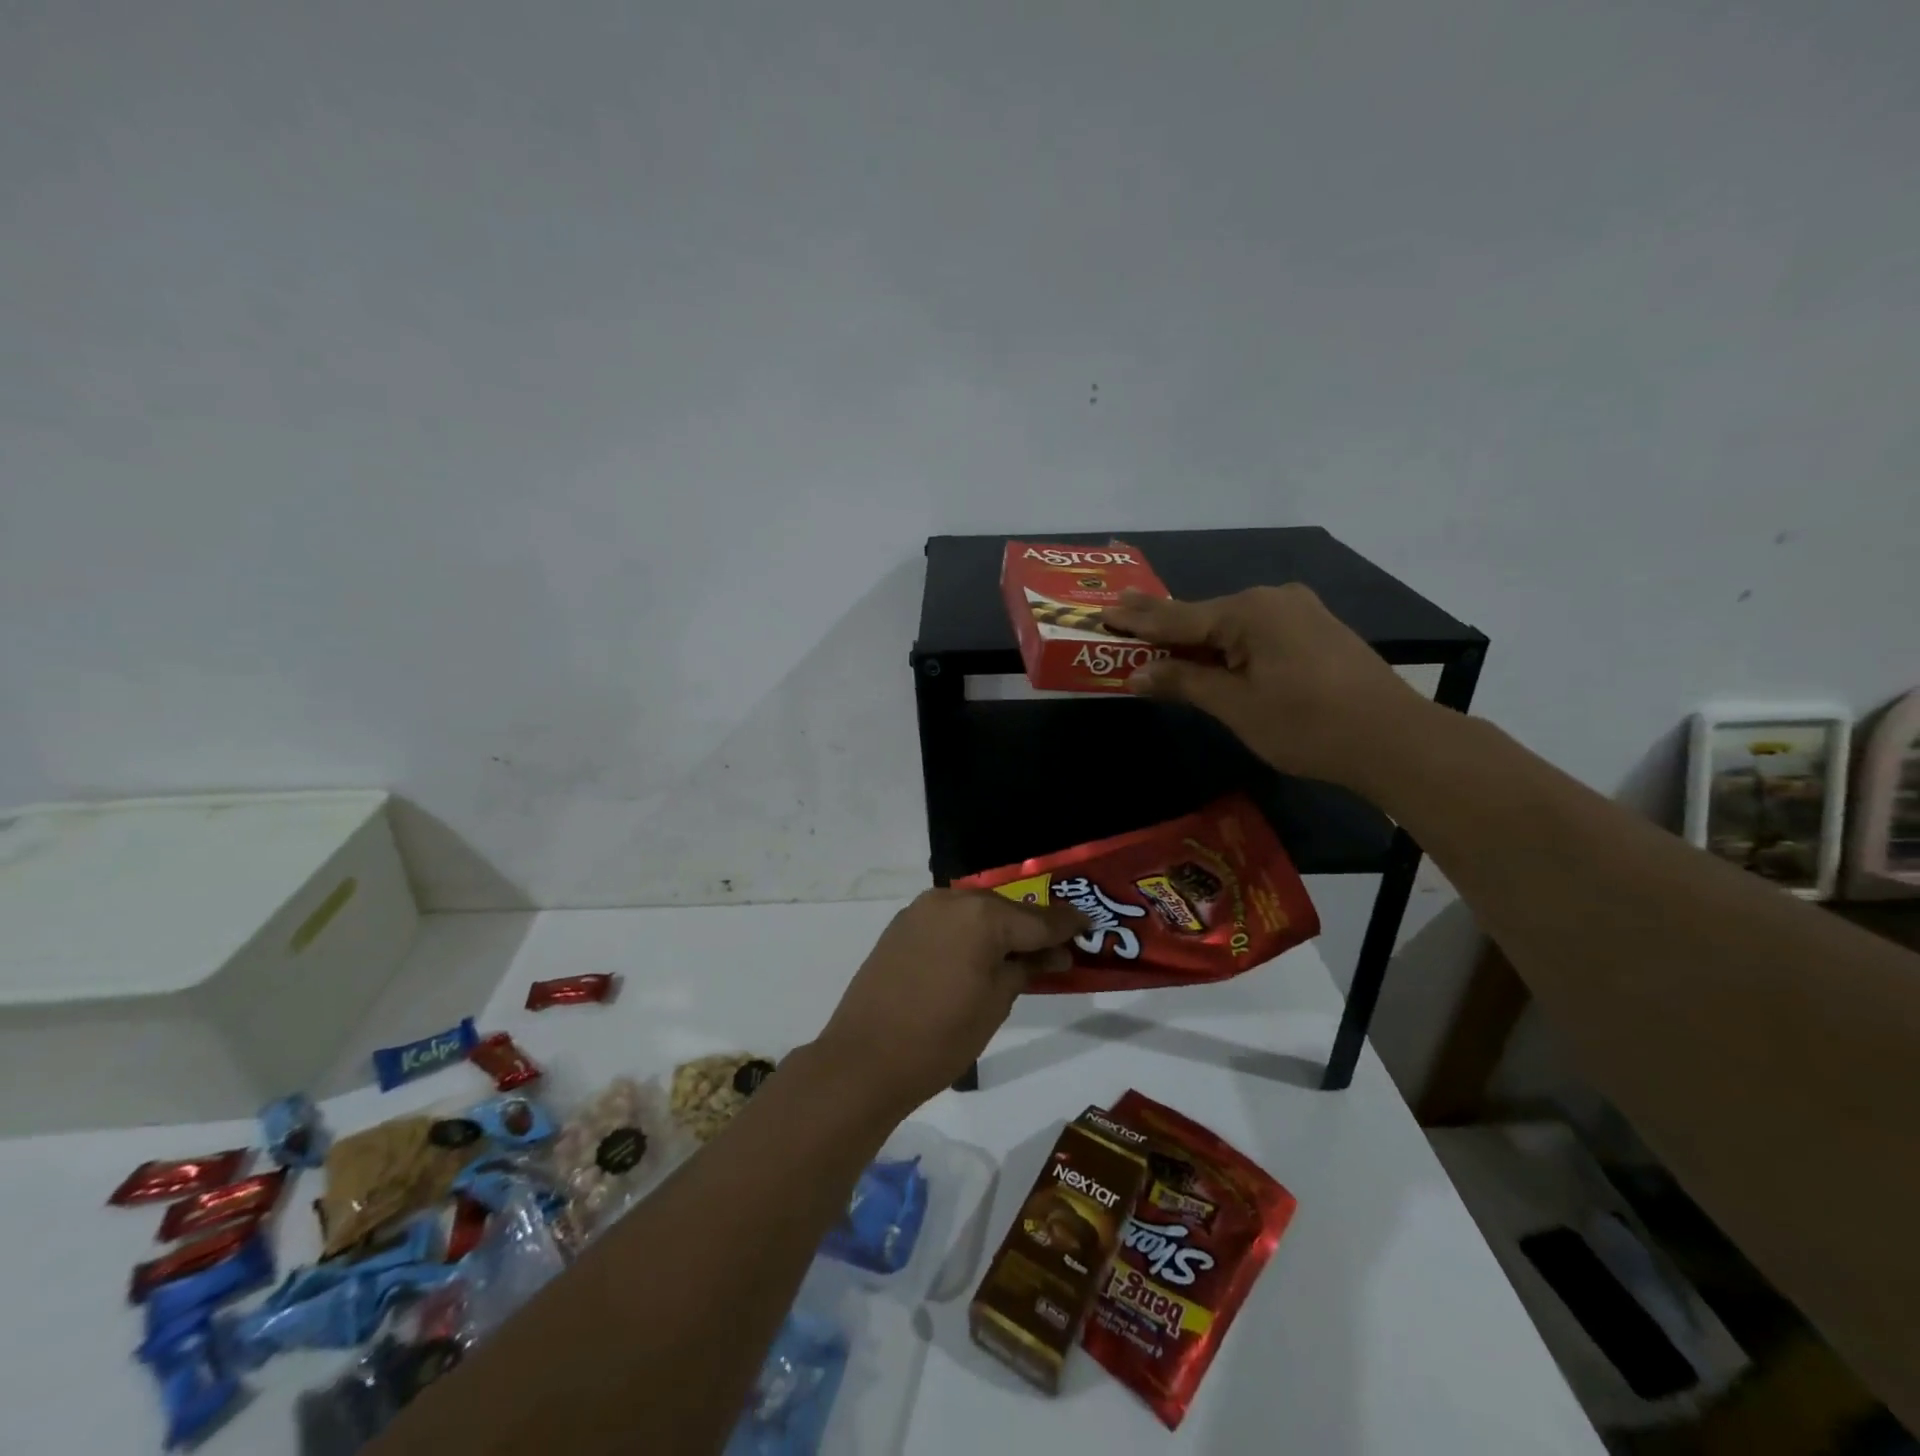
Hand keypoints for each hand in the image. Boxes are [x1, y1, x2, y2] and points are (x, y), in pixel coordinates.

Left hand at [817, 890, 1087, 1114]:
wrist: (864, 1060)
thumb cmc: (941, 1037)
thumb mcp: (996, 1003)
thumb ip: (1027, 967)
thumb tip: (1055, 953)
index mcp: (982, 915)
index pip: (1038, 918)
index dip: (1067, 924)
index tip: (1090, 924)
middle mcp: (952, 899)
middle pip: (1005, 909)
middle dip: (1032, 927)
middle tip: (1058, 948)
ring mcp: (922, 910)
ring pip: (975, 912)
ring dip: (999, 929)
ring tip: (1021, 953)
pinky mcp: (902, 925)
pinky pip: (949, 921)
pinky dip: (970, 932)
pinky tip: (980, 953)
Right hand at [1103, 584, 1434, 794]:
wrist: (1394, 740)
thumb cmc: (1307, 725)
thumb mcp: (1236, 707)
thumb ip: (1184, 683)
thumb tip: (1137, 674)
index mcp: (1249, 611)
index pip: (1177, 617)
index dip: (1137, 620)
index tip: (1103, 611)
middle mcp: (1273, 599)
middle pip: (1204, 615)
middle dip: (1162, 623)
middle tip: (1121, 612)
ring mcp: (1299, 612)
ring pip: (1231, 624)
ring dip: (1196, 637)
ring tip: (1158, 638)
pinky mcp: (1316, 630)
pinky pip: (1256, 632)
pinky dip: (1227, 644)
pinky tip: (1211, 652)